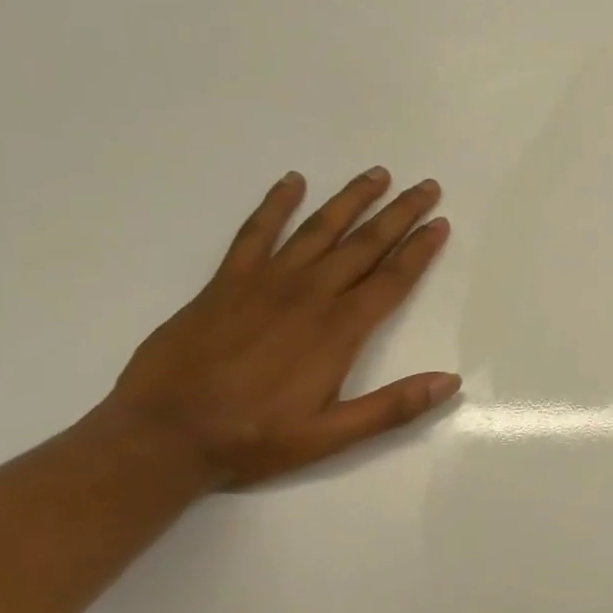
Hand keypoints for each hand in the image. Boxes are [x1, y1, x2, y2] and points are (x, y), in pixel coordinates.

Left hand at [104, 168, 458, 488]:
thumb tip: (451, 382)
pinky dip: (275, 204)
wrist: (161, 436)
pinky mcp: (226, 282)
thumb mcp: (332, 436)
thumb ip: (394, 406)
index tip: (440, 223)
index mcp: (339, 329)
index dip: (420, 249)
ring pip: (319, 229)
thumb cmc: (254, 438)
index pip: (392, 278)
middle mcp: (309, 295)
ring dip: (351, 199)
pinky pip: (255, 232)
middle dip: (399, 213)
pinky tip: (292, 181)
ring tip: (377, 174)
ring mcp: (265, 283)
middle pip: (364, 244)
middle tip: (426, 186)